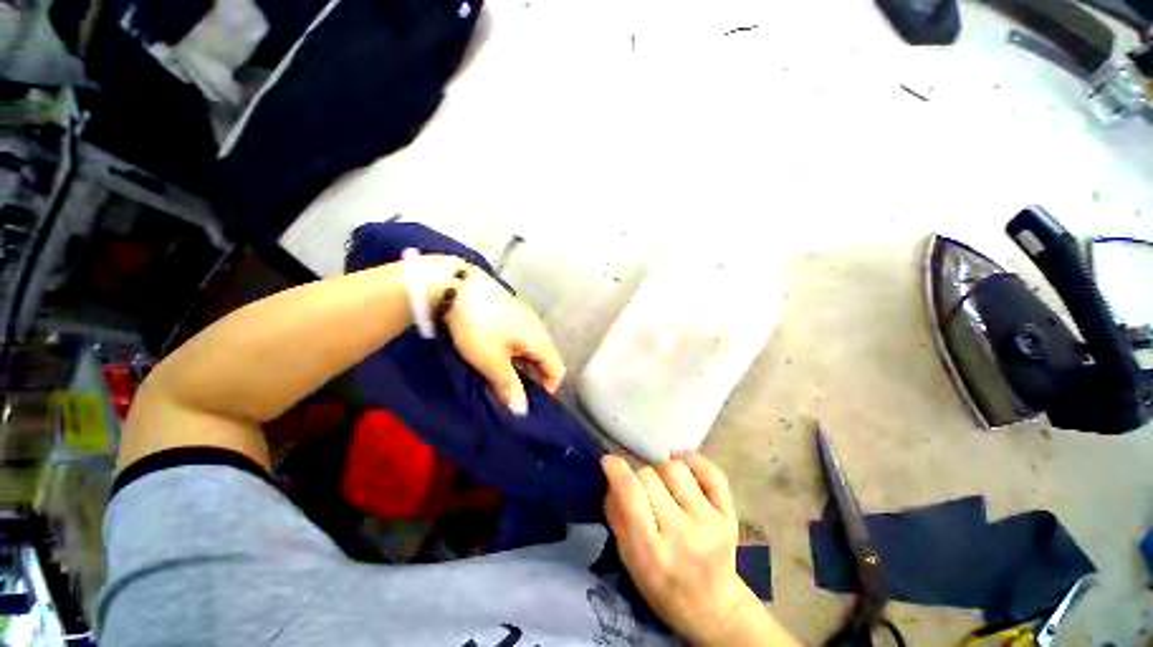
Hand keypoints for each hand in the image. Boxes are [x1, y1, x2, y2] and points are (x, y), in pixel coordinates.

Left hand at [426, 257, 565, 414]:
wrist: (458, 286)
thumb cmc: (479, 328)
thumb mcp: (491, 361)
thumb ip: (509, 385)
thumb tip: (522, 410)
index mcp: (540, 341)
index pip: (558, 370)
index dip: (548, 389)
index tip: (527, 400)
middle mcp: (539, 329)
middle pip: (545, 359)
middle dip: (532, 378)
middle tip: (510, 390)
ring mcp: (526, 317)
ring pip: (531, 347)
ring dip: (521, 364)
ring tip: (499, 372)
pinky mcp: (511, 311)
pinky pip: (520, 337)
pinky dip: (513, 350)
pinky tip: (494, 351)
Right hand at [602, 452, 795, 645]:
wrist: (714, 608)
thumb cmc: (663, 587)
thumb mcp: (630, 561)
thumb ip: (617, 517)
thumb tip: (612, 477)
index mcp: (652, 552)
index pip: (631, 494)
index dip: (616, 470)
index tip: (609, 461)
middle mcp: (682, 534)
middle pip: (649, 476)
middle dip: (639, 478)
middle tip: (641, 490)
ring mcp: (710, 523)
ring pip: (675, 469)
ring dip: (662, 471)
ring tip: (664, 485)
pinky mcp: (729, 515)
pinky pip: (711, 473)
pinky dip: (694, 461)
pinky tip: (682, 462)